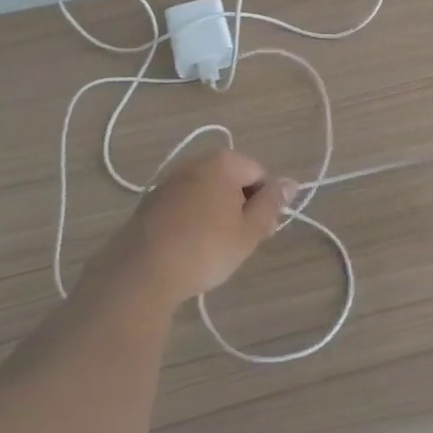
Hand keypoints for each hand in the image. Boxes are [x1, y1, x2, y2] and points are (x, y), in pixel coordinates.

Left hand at [99, 149, 298, 308]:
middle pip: (232, 180)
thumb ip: (272, 204)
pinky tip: (189, 248)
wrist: (142, 271)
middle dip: (241, 207)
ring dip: (217, 214)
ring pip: (208, 193)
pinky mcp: (151, 201)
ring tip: (214, 250)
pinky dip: (193, 220)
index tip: (261, 232)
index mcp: (223, 161)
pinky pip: (185, 204)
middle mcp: (195, 161)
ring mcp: (170, 180)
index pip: (259, 174)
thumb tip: (291, 182)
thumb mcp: (249, 231)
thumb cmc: (205, 249)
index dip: (266, 203)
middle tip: (240, 243)